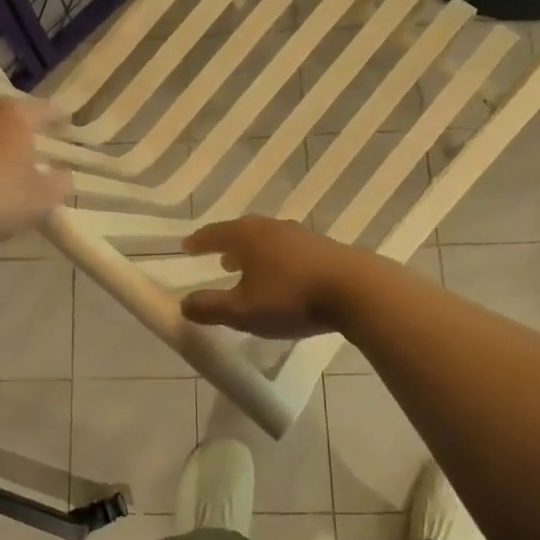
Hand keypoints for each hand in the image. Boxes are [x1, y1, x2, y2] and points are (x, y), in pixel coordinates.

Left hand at [0, 99, 71, 244]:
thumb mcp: (42, 198)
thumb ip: (59, 184)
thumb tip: (62, 175)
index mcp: (14, 116)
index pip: (44, 109)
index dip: (59, 116)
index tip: (68, 121)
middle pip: (10, 115)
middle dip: (24, 127)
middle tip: (38, 140)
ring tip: (8, 162)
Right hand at [179, 217, 361, 338]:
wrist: (356, 290)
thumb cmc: (291, 298)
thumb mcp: (243, 311)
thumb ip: (210, 308)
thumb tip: (183, 304)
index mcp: (247, 236)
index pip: (214, 234)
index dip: (199, 242)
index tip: (187, 247)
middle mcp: (271, 227)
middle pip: (242, 231)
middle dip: (227, 243)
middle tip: (217, 255)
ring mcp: (300, 235)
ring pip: (267, 238)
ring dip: (253, 251)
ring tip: (248, 267)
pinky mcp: (323, 248)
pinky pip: (288, 248)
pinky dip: (276, 258)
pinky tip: (283, 275)